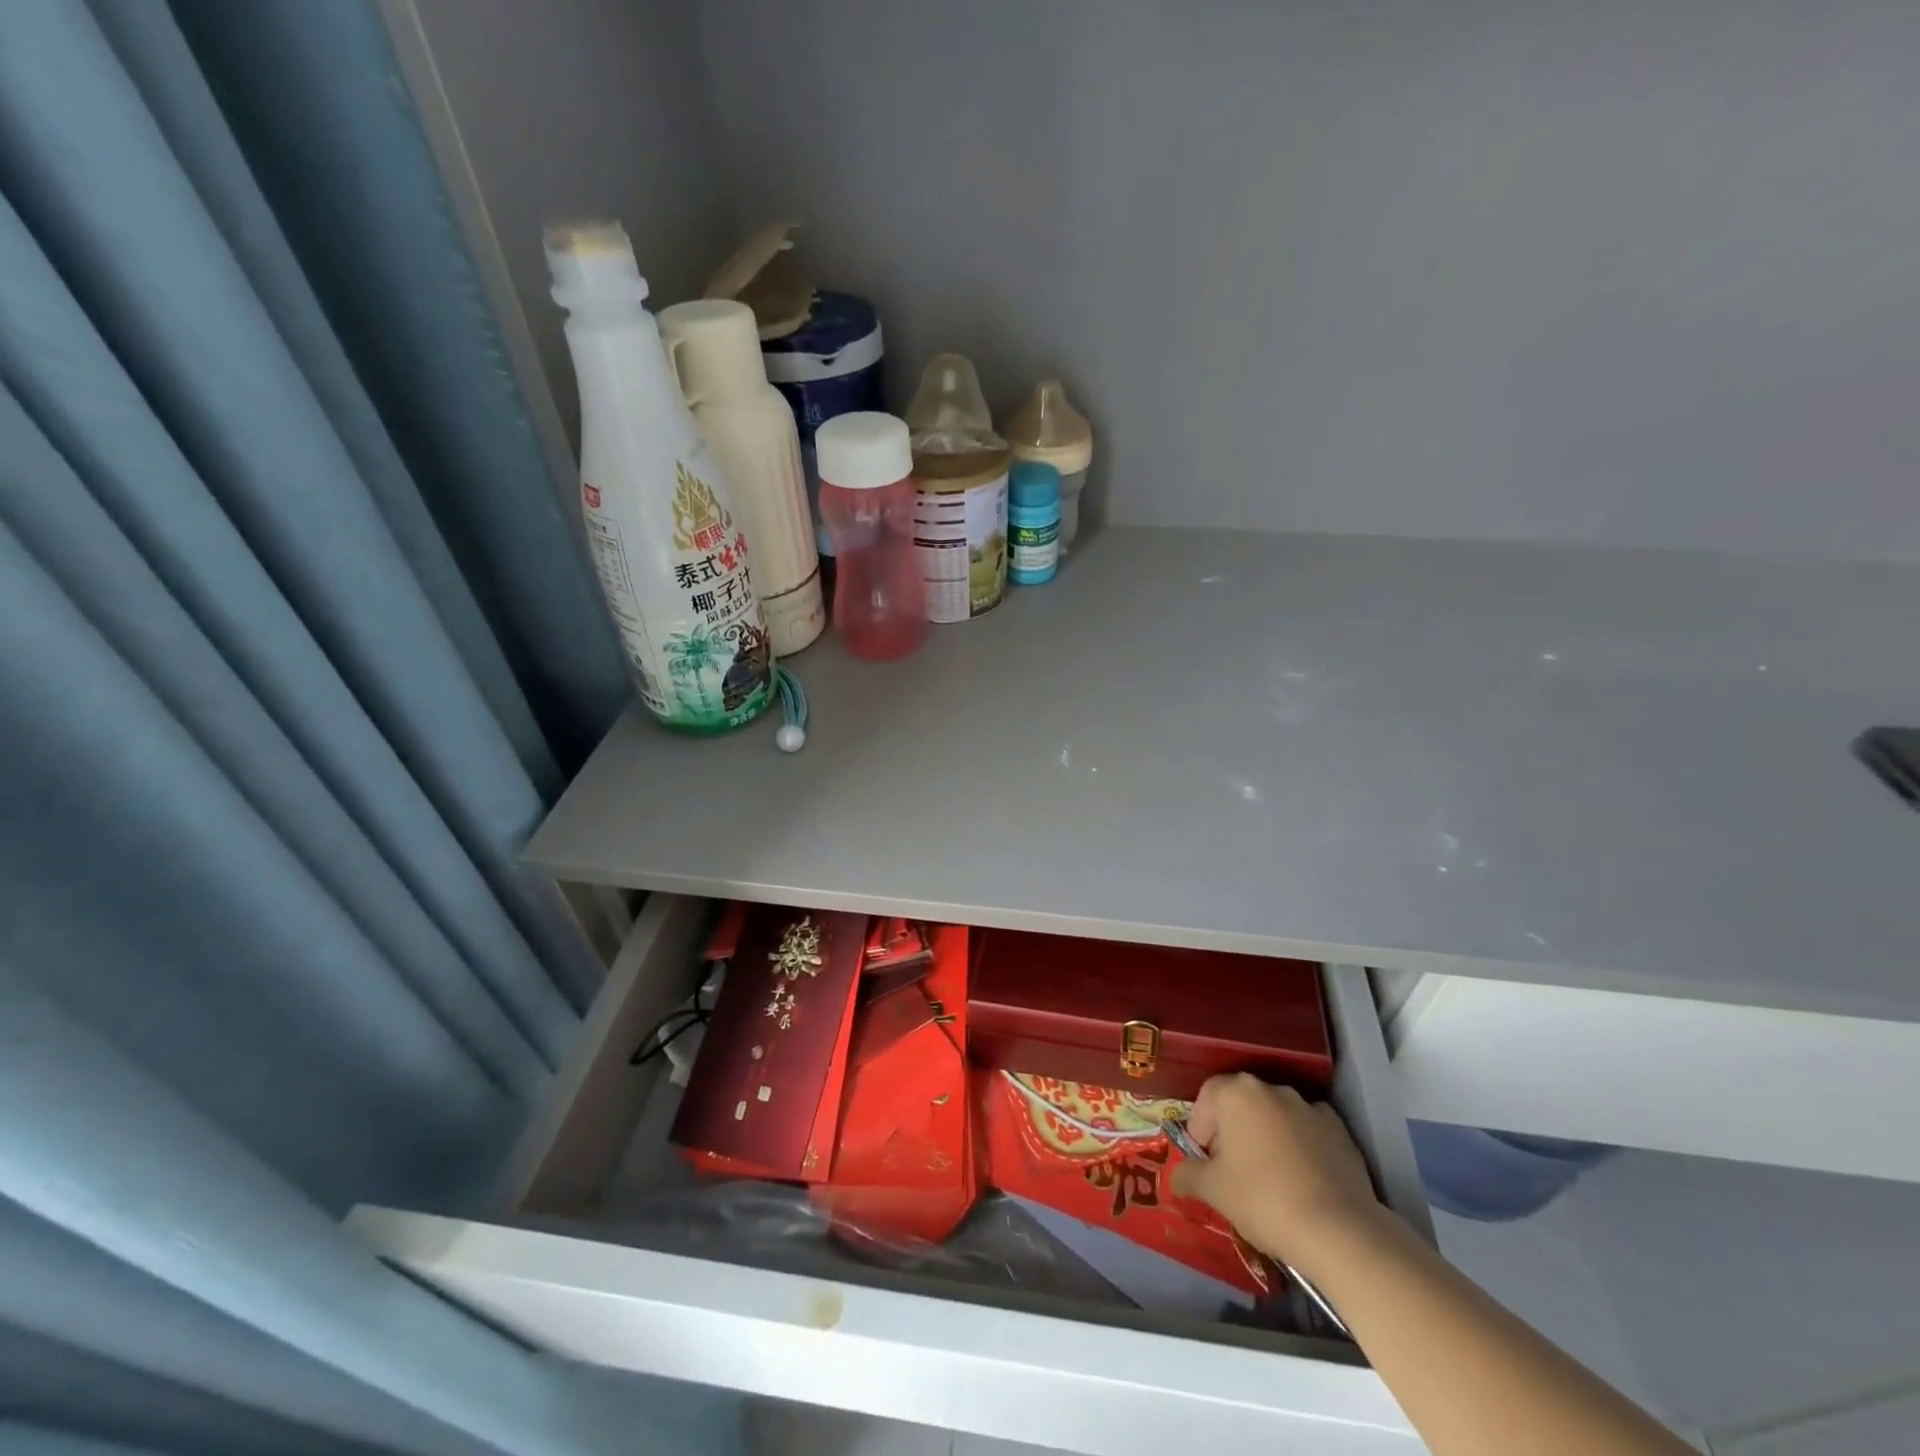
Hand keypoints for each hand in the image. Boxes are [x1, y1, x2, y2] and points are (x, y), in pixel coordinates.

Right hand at [1170, 1073, 1388, 1271]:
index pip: (1206, 1099)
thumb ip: (1187, 1175)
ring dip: (1267, 1138)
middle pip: (1240, 1105)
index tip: (1207, 1164)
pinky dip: (1301, 1148)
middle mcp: (1271, 1088)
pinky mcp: (1340, 1130)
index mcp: (1236, 1092)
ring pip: (1275, 1117)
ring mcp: (1309, 1106)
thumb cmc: (1263, 1200)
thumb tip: (1177, 1175)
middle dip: (1233, 1133)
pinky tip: (1304, 1182)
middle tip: (1234, 1173)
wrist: (1338, 1232)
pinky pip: (1308, 1132)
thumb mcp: (1212, 1191)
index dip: (1201, 1131)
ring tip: (1272, 1181)